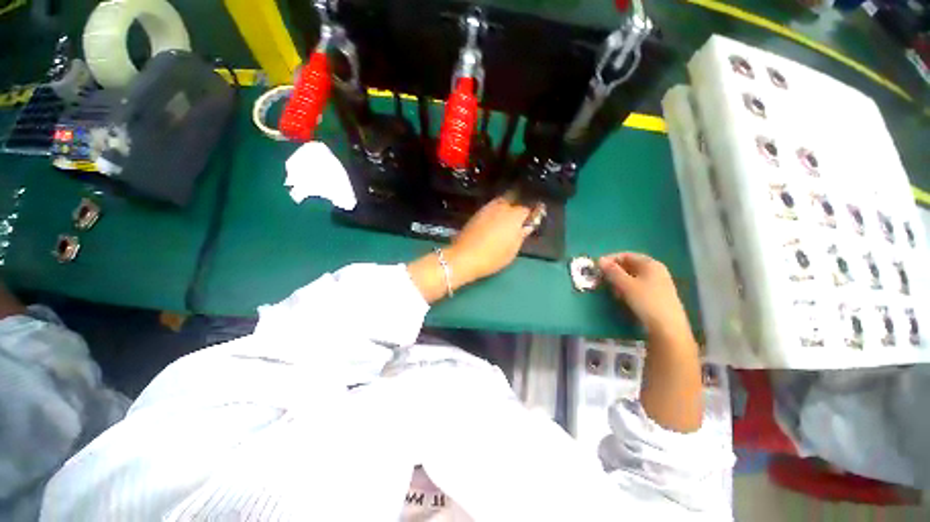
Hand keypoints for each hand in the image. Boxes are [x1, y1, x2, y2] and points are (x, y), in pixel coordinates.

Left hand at [408, 196, 539, 302]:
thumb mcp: (512, 250)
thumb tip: (526, 227)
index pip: (526, 210)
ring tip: (504, 222)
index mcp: (514, 216)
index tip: (529, 223)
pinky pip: (489, 209)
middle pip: (512, 202)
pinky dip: (493, 213)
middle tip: (516, 221)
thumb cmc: (492, 257)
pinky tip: (492, 224)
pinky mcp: (475, 214)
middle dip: (516, 209)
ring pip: (499, 203)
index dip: (529, 216)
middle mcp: (501, 207)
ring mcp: (486, 209)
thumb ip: (521, 236)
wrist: (464, 257)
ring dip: (504, 209)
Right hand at [598, 253, 690, 337]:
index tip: (597, 268)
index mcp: (650, 264)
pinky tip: (623, 299)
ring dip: (619, 282)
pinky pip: (638, 287)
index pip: (626, 255)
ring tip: (613, 292)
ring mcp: (658, 283)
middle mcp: (656, 271)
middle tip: (603, 281)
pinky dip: (627, 289)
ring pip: (632, 277)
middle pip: (629, 266)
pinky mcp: (657, 295)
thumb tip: (599, 260)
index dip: (610, 259)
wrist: (667, 328)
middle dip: (614, 272)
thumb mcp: (626, 285)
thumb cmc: (646, 301)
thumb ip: (612, 271)